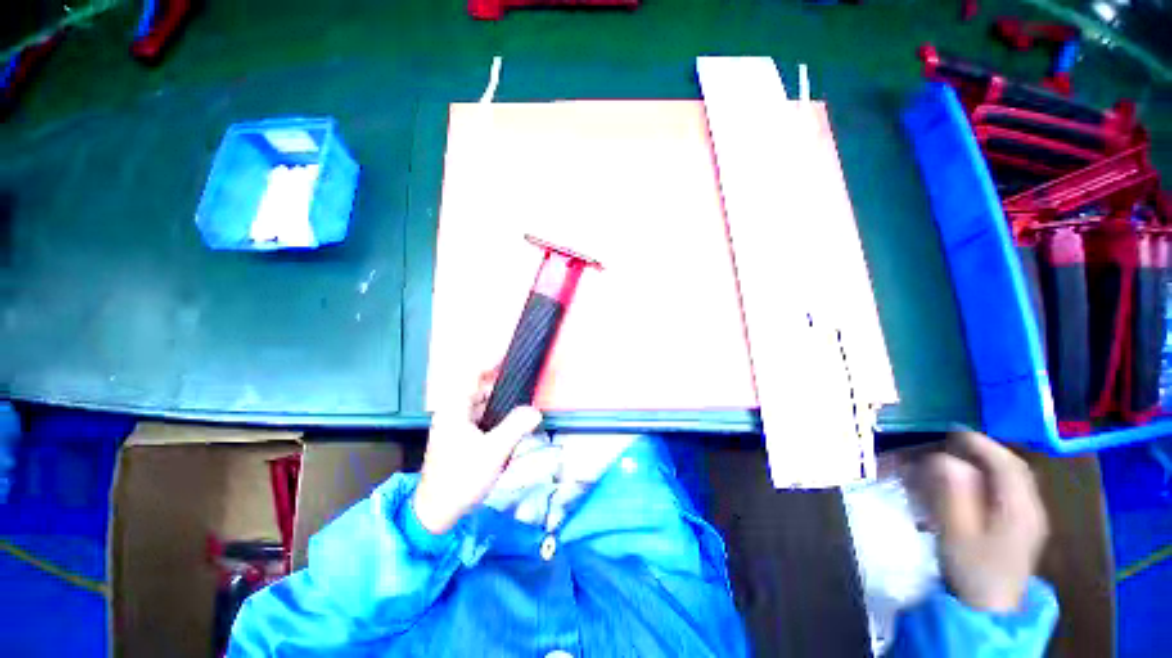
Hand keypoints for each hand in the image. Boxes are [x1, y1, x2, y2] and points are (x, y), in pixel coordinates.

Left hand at [413, 371, 542, 534]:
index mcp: (454, 409)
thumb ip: (516, 426)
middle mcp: (453, 412)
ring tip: (522, 399)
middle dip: (501, 382)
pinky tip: (511, 420)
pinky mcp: (461, 437)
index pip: (471, 374)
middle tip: (524, 381)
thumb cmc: (461, 478)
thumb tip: (535, 411)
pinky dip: (496, 413)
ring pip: (481, 403)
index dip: (490, 361)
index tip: (510, 355)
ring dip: (500, 400)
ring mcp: (456, 425)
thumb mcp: (494, 451)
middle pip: (478, 387)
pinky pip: (482, 417)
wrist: (437, 513)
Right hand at [912, 431, 1048, 612]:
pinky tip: (972, 484)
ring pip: (1012, 480)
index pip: (1007, 464)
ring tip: (959, 459)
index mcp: (1019, 508)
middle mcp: (1031, 508)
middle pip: (1013, 469)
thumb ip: (953, 495)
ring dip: (987, 464)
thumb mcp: (957, 533)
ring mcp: (1029, 519)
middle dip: (984, 451)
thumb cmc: (972, 570)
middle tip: (953, 443)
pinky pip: (1009, 492)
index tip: (952, 431)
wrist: (989, 609)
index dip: (981, 443)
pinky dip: (991, 479)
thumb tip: (944, 460)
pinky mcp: (1022, 528)